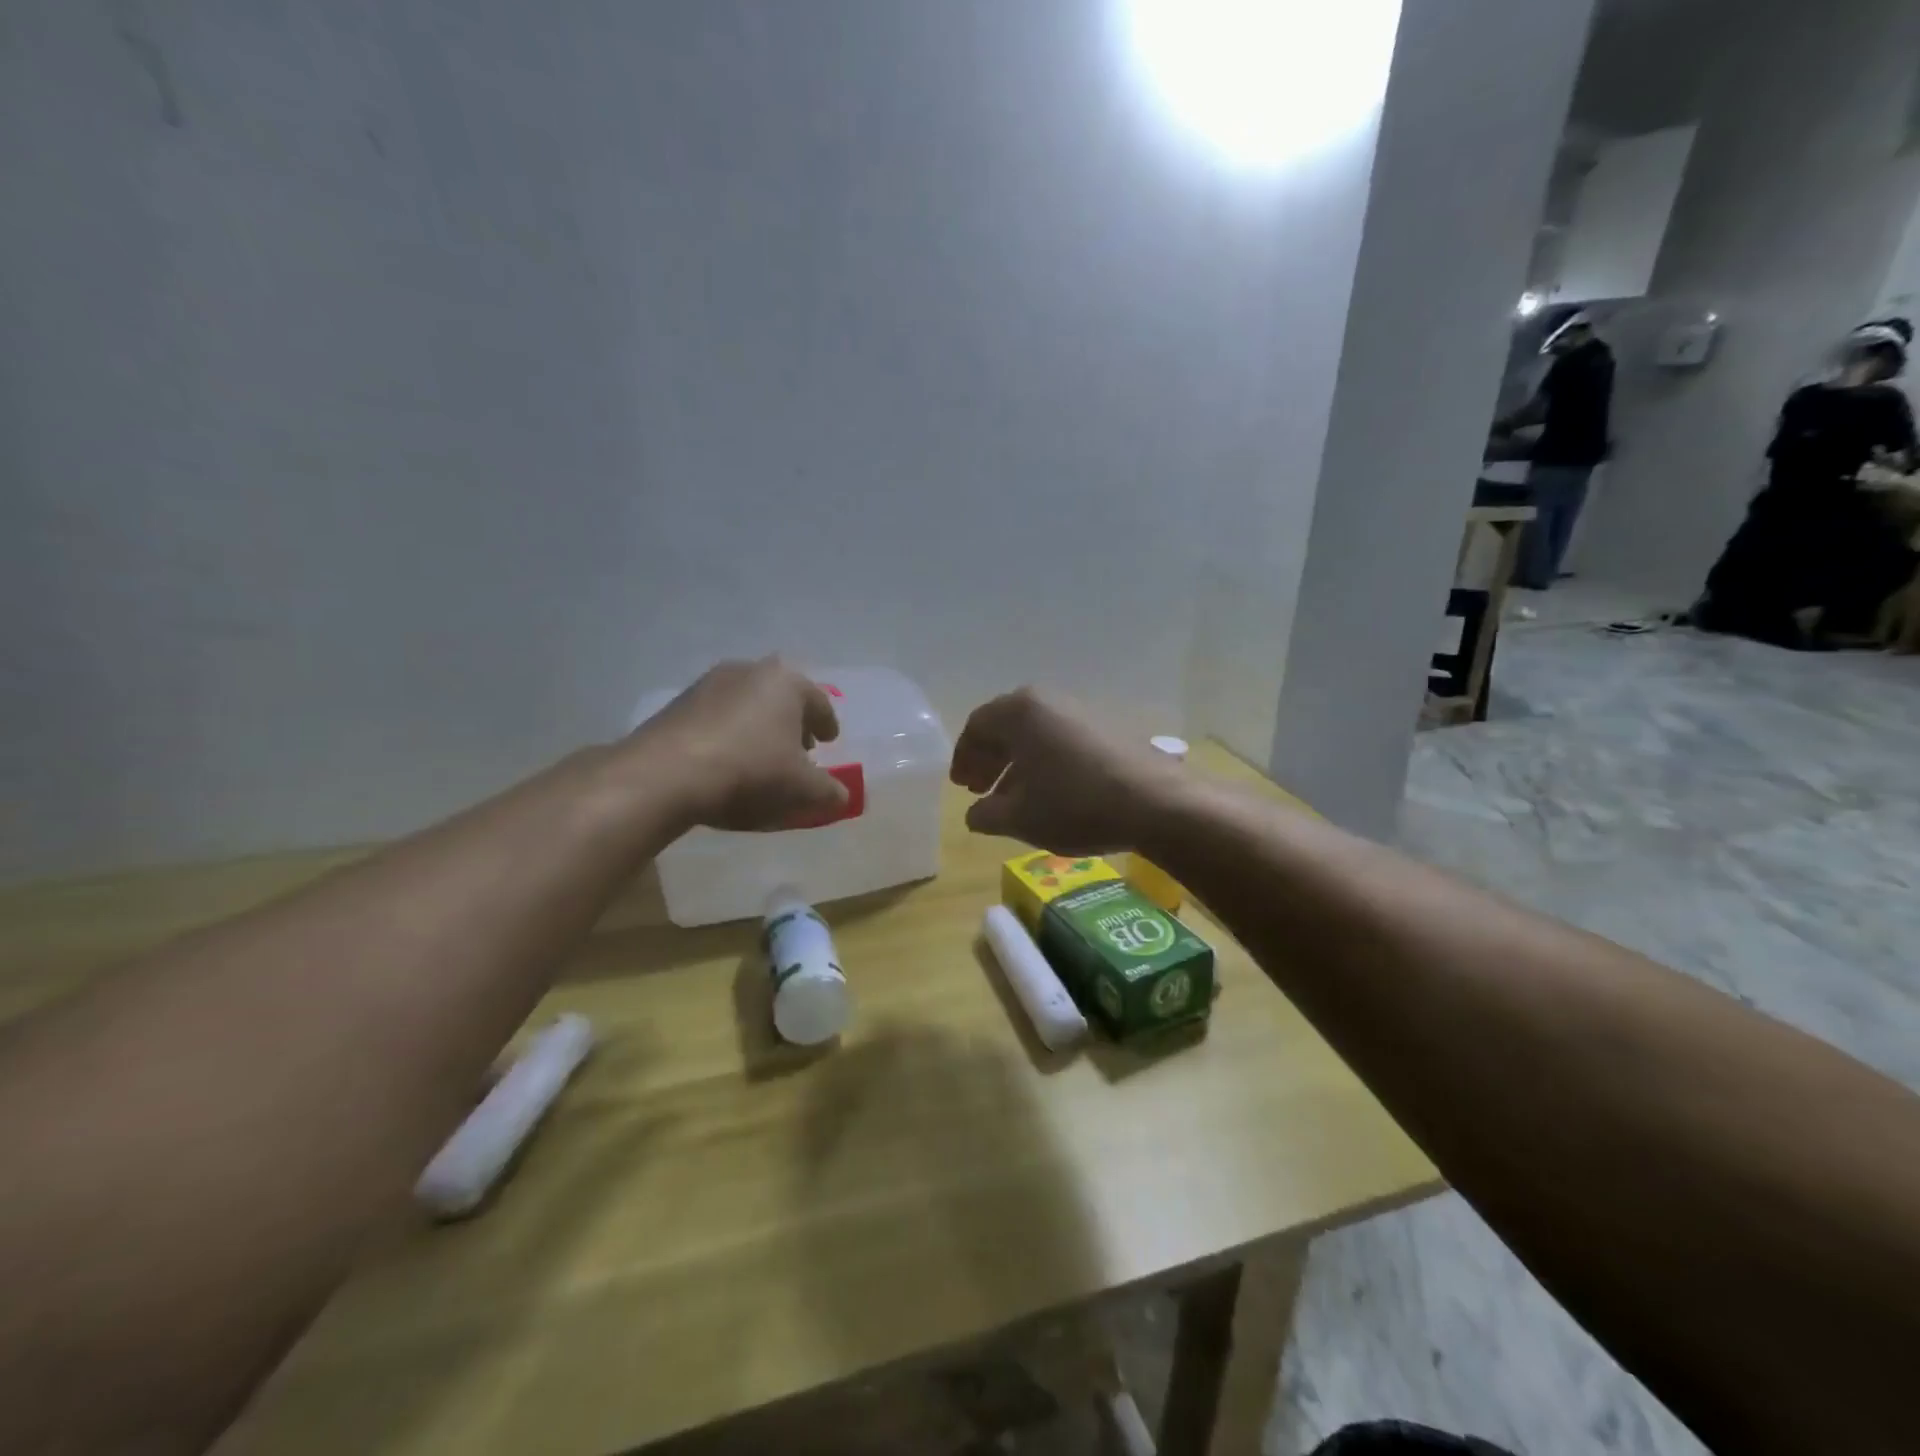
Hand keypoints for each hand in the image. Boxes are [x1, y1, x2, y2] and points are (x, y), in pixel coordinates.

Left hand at [630, 658, 845, 830]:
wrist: (665, 774)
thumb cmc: (750, 771)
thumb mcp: (801, 789)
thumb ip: (829, 791)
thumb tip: (841, 796)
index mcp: (787, 683)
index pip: (819, 702)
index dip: (827, 724)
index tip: (829, 740)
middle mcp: (750, 671)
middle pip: (782, 697)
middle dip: (793, 722)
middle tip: (800, 748)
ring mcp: (709, 683)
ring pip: (748, 704)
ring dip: (759, 726)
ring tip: (762, 756)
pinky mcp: (678, 703)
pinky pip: (718, 717)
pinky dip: (730, 733)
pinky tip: (727, 760)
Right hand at [949, 688, 1187, 854]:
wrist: (1156, 803)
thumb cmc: (1074, 804)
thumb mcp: (1019, 817)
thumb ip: (986, 814)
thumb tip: (973, 814)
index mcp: (1020, 712)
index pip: (977, 726)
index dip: (964, 757)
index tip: (962, 787)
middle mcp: (1049, 702)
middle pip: (1007, 726)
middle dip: (990, 760)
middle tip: (981, 791)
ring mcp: (1082, 712)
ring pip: (1036, 735)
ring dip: (1017, 765)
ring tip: (1013, 800)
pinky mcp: (1107, 729)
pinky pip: (1062, 741)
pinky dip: (1045, 764)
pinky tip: (1050, 796)